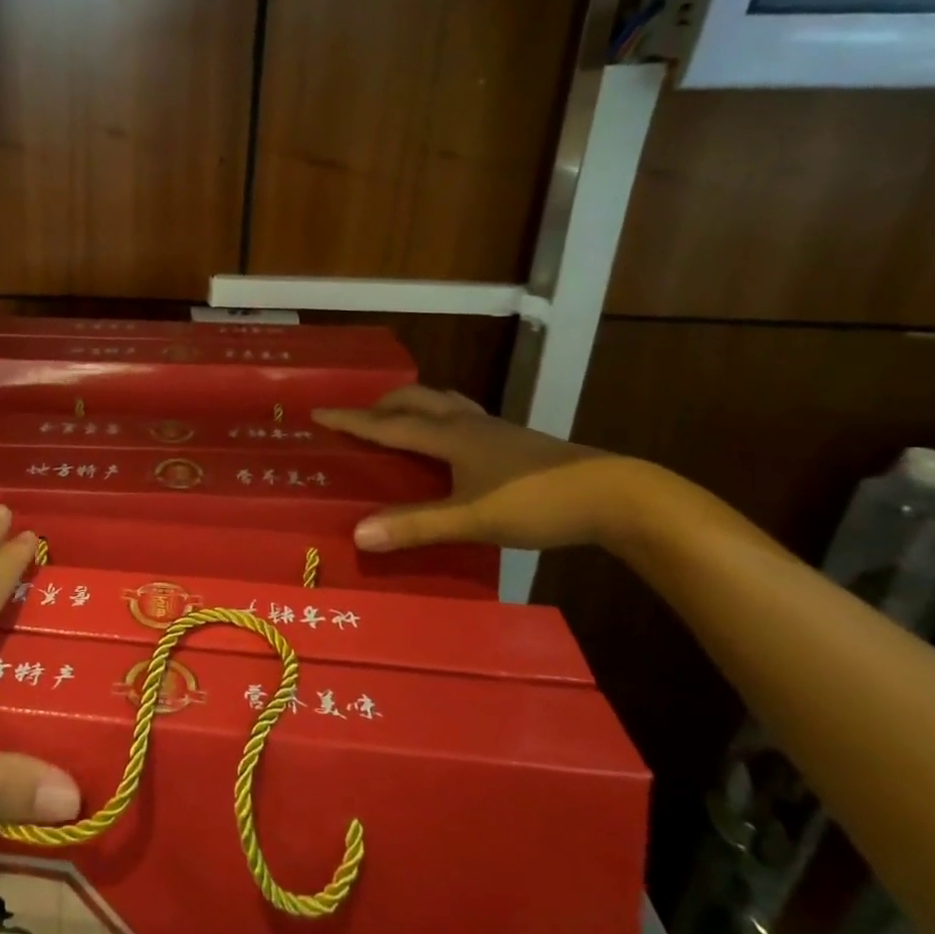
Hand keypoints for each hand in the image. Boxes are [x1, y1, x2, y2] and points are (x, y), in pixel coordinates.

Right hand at [314, 386, 644, 552]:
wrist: (616, 495)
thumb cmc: (537, 502)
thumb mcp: (472, 519)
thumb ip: (415, 525)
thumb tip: (357, 533)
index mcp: (451, 436)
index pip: (388, 424)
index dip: (351, 419)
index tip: (318, 411)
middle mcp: (469, 424)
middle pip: (417, 400)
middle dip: (383, 404)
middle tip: (360, 417)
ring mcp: (496, 430)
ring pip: (445, 403)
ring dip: (415, 405)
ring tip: (401, 419)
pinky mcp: (516, 442)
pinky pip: (465, 417)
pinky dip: (443, 419)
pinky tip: (454, 444)